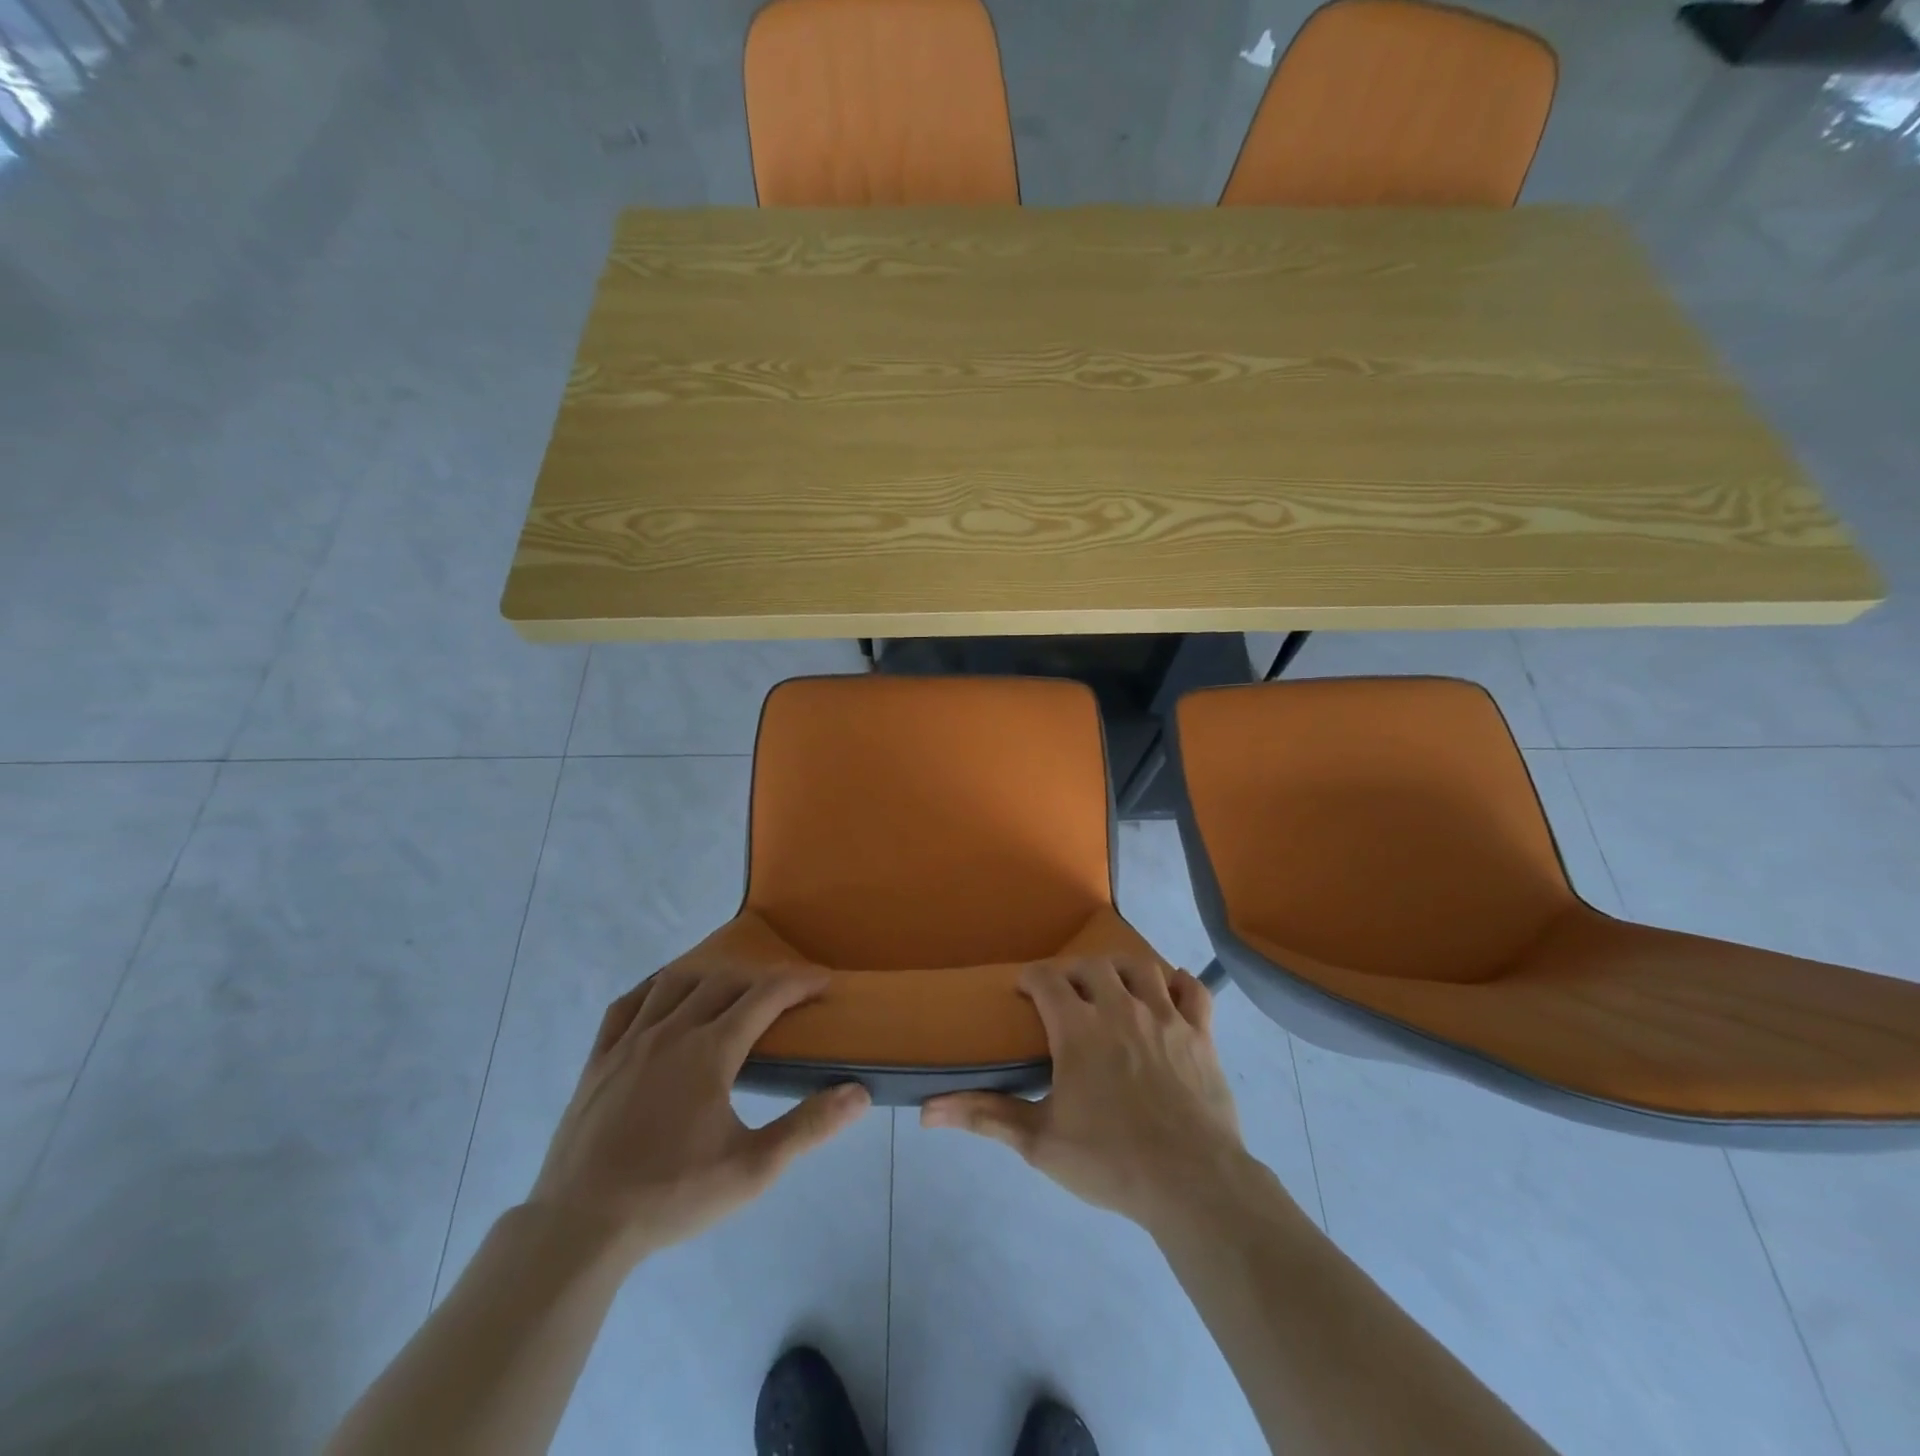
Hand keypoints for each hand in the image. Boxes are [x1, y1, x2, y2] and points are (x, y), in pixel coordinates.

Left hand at [526, 964, 870, 1261]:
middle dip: (762, 979)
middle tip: (786, 993)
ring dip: (712, 976)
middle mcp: (672, 1031)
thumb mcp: (752, 1170)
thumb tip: (859, 1093)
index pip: (766, 996)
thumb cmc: (671, 1196)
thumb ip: (808, 1127)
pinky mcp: (597, 1060)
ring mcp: (629, 1041)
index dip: (799, 981)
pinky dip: (653, 988)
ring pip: (676, 983)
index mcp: (710, 1051)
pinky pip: (627, 1004)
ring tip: (731, 989)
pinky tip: (663, 997)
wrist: (579, 1228)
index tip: (824, 980)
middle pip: (725, 982)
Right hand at [921, 957, 1249, 1231]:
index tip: (1025, 991)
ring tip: (1112, 986)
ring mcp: (1165, 1017)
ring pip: (1141, 967)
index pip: (1047, 979)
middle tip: (1066, 994)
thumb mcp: (1039, 1142)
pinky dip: (1180, 984)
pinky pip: (1193, 991)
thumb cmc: (1110, 1162)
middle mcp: (1120, 1008)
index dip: (1032, 978)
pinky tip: (1169, 992)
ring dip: (1122, 970)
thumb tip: (927, 1110)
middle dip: (1074, 972)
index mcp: (1078, 1029)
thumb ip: (985, 1117)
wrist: (1191, 1184)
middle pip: (1093, 966)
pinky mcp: (1201, 1033)